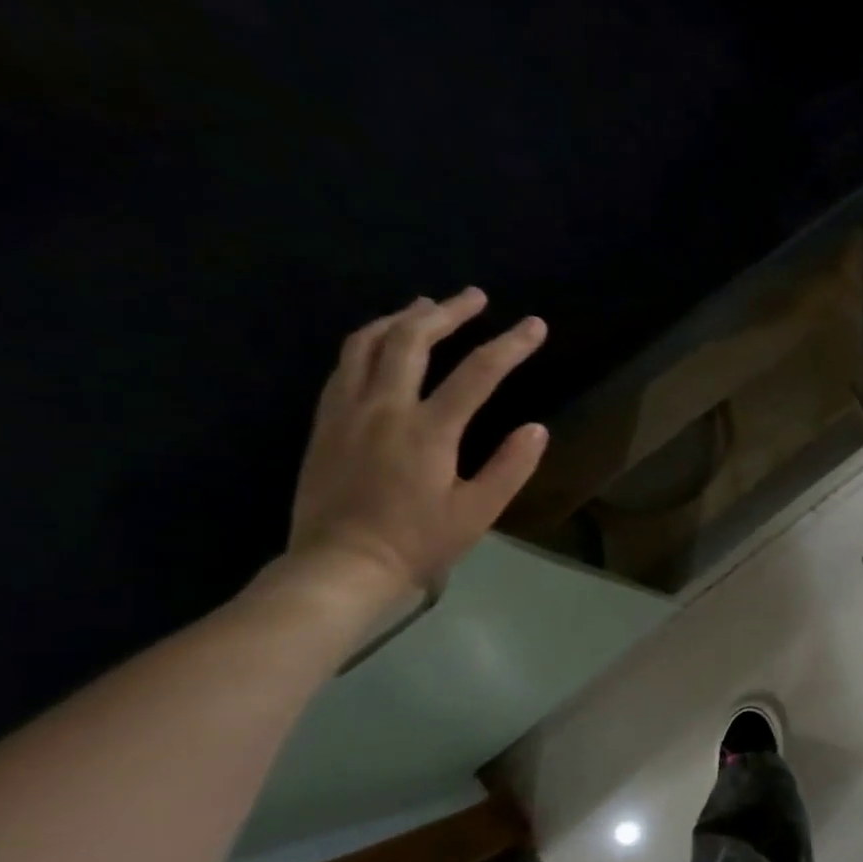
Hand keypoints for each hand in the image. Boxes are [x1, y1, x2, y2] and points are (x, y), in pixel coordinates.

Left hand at [286, 288, 549, 603]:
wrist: (341, 565)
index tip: (535, 325)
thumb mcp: (478, 512)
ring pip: (369, 343)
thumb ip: (510, 467)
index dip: (511, 345)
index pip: (478, 373)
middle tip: (474, 296)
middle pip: (413, 340)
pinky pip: (344, 364)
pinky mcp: (325, 421)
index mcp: (428, 431)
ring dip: (401, 318)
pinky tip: (381, 343)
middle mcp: (384, 407)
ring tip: (425, 306)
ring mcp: (347, 410)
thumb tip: (537, 427)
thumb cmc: (418, 543)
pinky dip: (369, 342)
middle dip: (448, 312)